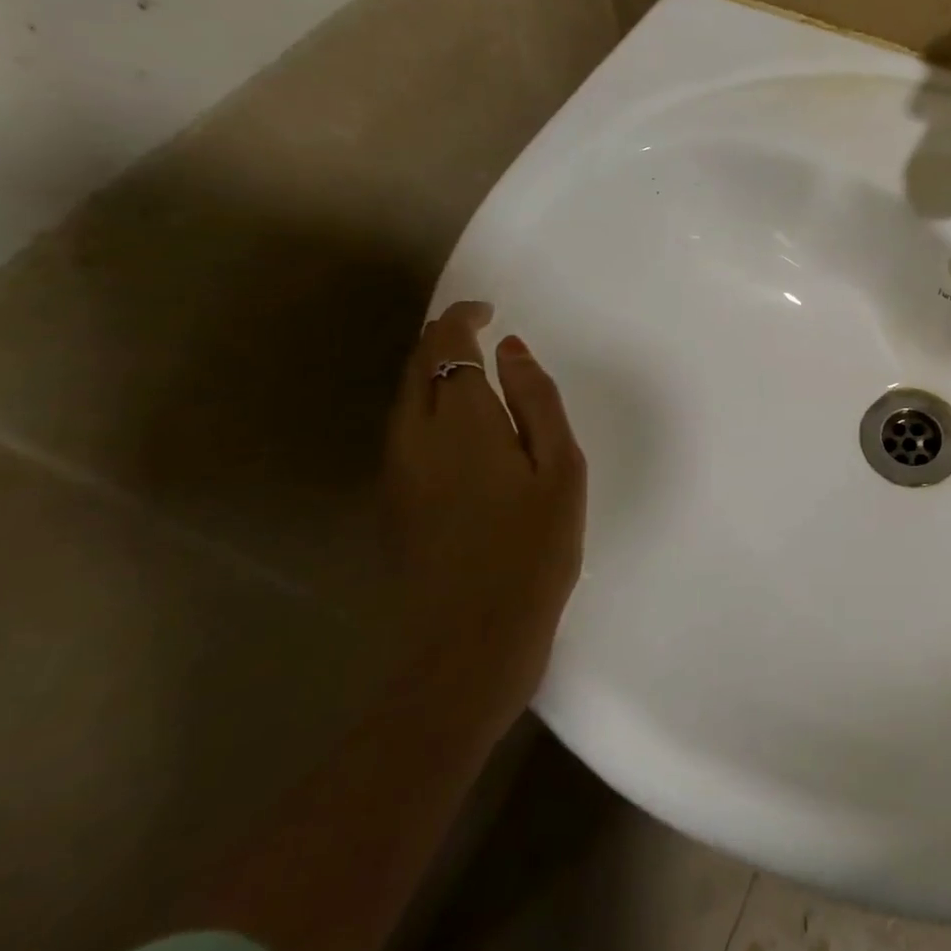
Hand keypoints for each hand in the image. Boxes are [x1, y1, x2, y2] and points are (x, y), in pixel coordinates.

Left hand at [385, 300, 585, 717]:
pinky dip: (425, 402)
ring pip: (403, 396)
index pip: (446, 343)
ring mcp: (394, 470)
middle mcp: (413, 435)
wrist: (470, 641)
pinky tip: (457, 423)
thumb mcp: (560, 469)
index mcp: (460, 420)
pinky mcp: (390, 499)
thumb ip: (536, 400)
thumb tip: (510, 348)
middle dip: (442, 336)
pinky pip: (402, 427)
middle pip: (415, 363)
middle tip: (479, 330)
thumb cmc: (534, 550)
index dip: (463, 316)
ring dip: (430, 369)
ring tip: (471, 369)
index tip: (489, 310)